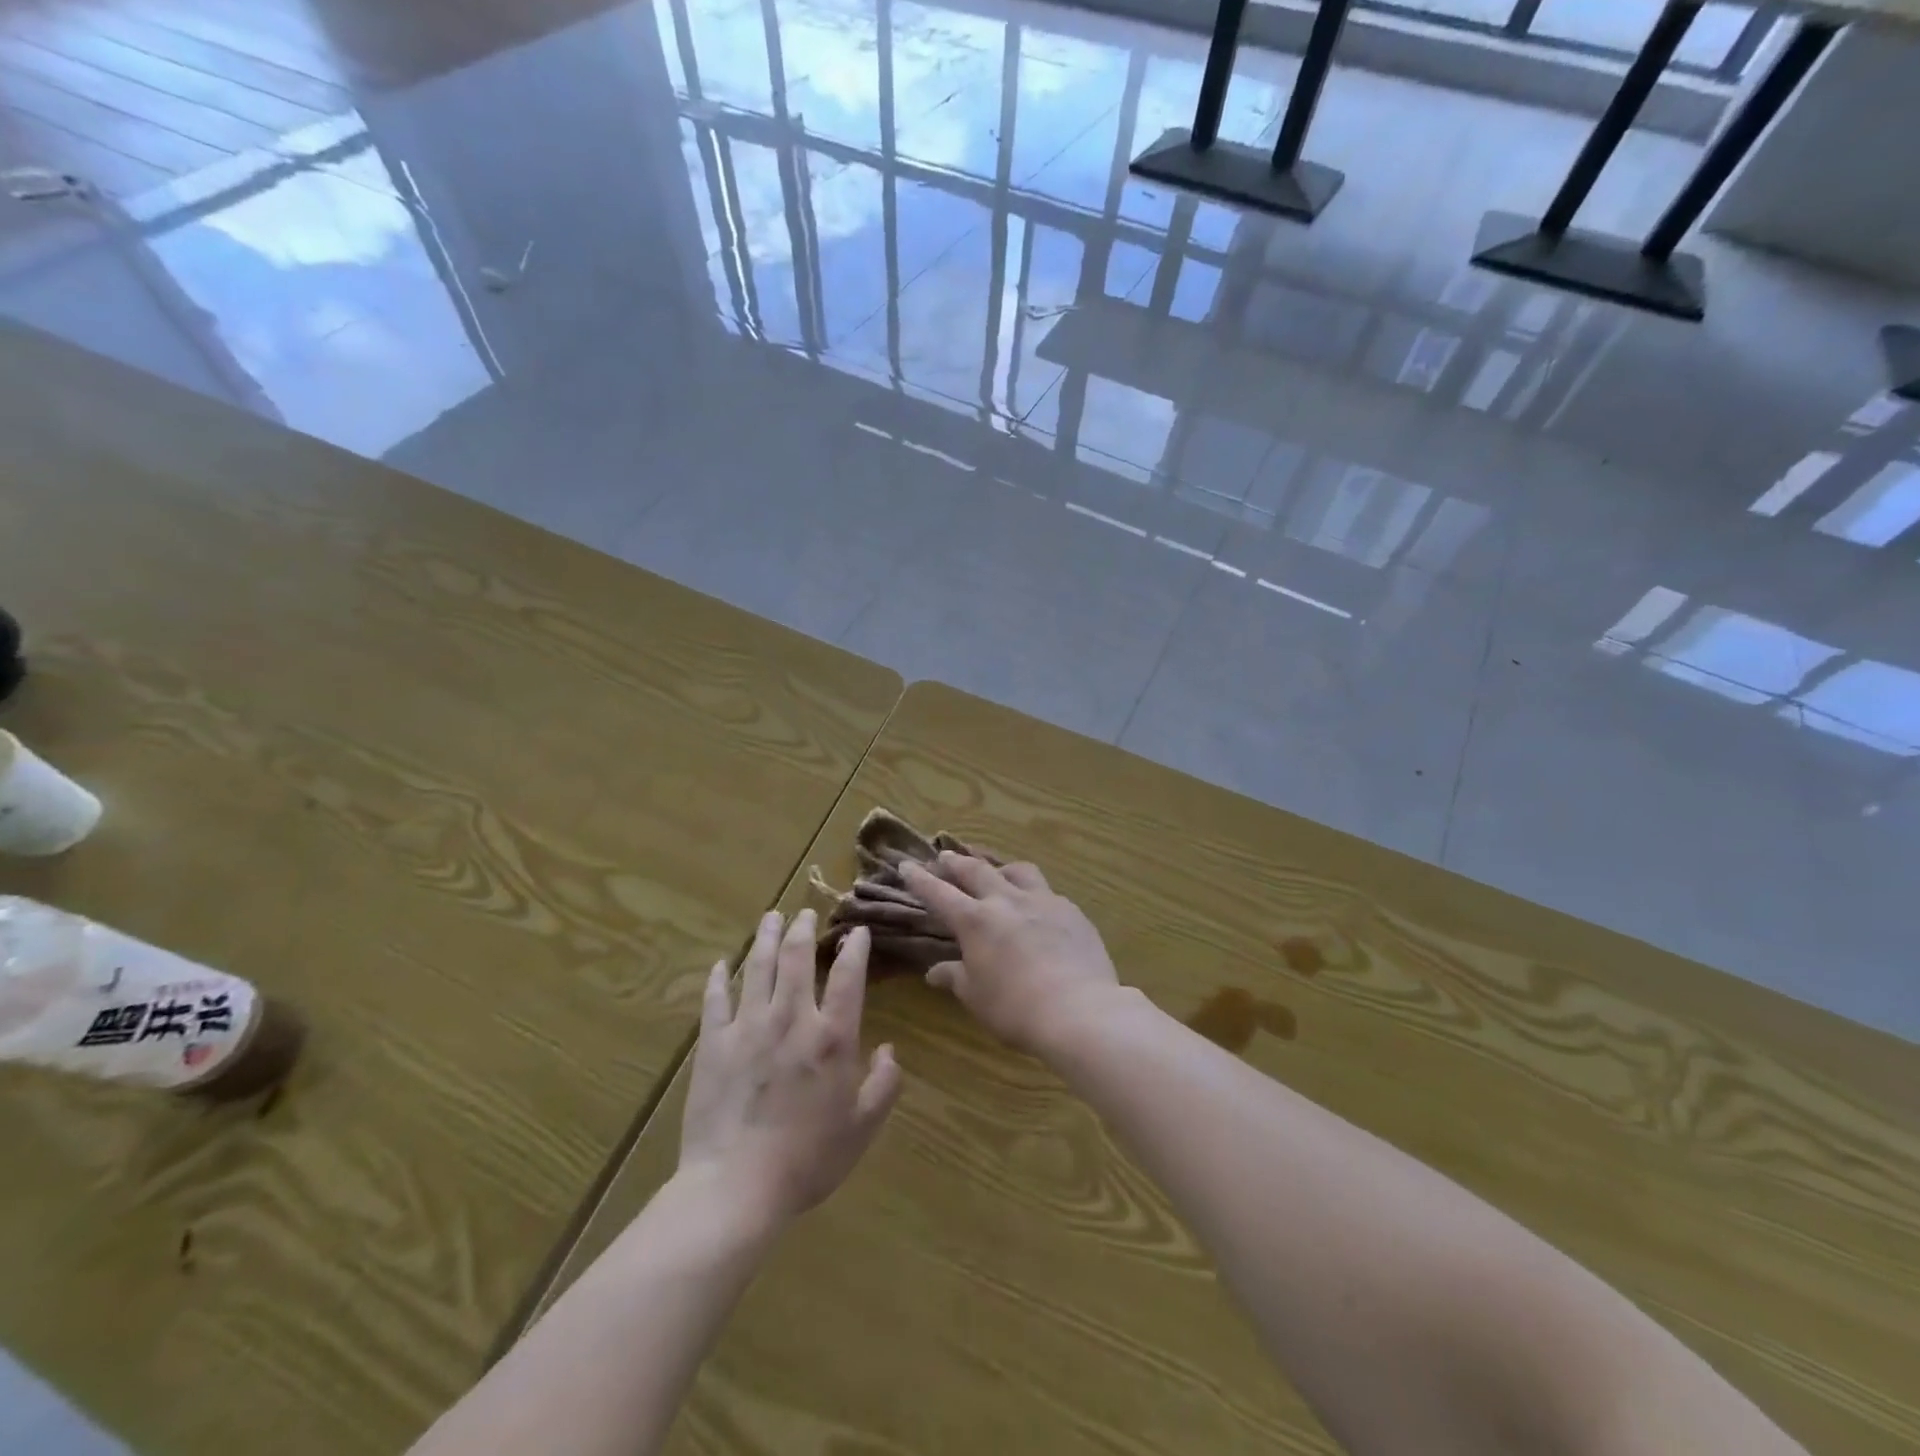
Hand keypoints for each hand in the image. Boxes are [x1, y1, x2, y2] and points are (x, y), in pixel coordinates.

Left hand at [678, 910, 901, 1225]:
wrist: (736, 1187)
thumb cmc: (807, 1160)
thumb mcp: (861, 1128)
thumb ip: (883, 1085)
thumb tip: (890, 1050)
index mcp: (832, 1037)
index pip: (848, 977)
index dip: (854, 948)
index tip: (856, 931)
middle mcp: (791, 1019)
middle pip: (796, 959)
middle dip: (803, 929)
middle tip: (804, 912)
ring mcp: (748, 1027)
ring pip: (758, 968)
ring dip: (766, 938)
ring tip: (771, 917)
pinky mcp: (713, 1044)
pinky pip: (715, 1000)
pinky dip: (719, 978)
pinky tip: (723, 963)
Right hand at [898, 855, 1121, 1054]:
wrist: (1079, 1010)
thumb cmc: (1016, 1009)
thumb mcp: (976, 997)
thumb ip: (955, 977)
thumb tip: (934, 972)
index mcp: (976, 921)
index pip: (939, 893)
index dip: (920, 879)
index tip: (906, 865)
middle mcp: (1006, 901)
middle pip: (976, 870)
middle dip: (957, 862)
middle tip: (946, 855)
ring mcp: (1043, 901)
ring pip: (1018, 870)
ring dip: (1001, 867)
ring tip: (997, 870)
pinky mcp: (1072, 911)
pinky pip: (1048, 892)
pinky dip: (1034, 893)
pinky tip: (1039, 906)